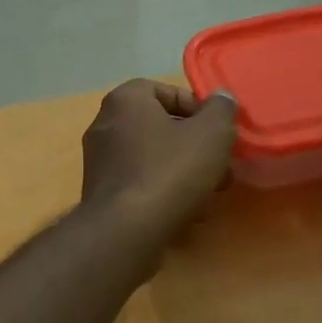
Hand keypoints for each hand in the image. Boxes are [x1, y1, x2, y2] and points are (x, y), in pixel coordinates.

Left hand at [81, 80, 237, 241]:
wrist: (126, 232)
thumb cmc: (170, 171)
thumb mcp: (212, 133)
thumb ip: (221, 109)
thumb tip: (222, 98)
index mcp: (125, 100)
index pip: (165, 91)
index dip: (197, 108)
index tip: (218, 131)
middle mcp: (105, 124)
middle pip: (161, 127)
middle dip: (195, 147)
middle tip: (220, 166)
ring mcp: (99, 162)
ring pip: (153, 159)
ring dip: (184, 172)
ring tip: (209, 194)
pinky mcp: (101, 195)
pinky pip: (140, 184)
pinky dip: (164, 193)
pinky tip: (188, 214)